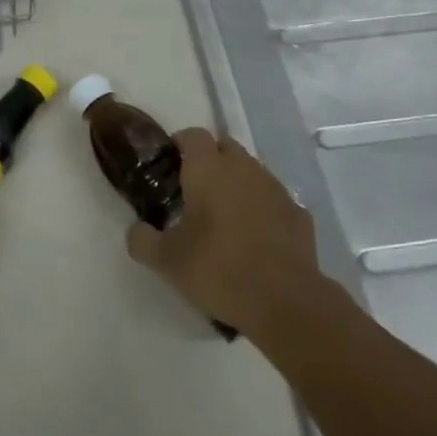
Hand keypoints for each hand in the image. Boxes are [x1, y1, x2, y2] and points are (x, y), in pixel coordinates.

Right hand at [125, 129, 321, 336]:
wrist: (284, 300)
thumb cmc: (218, 270)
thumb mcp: (166, 261)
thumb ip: (142, 239)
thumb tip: (137, 230)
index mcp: (209, 169)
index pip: (193, 135)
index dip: (179, 144)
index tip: (169, 165)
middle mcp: (243, 167)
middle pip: (224, 147)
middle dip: (210, 160)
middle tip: (194, 190)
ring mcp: (275, 188)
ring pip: (251, 171)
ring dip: (237, 183)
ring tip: (225, 215)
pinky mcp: (298, 212)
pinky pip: (273, 199)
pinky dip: (262, 208)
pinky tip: (255, 236)